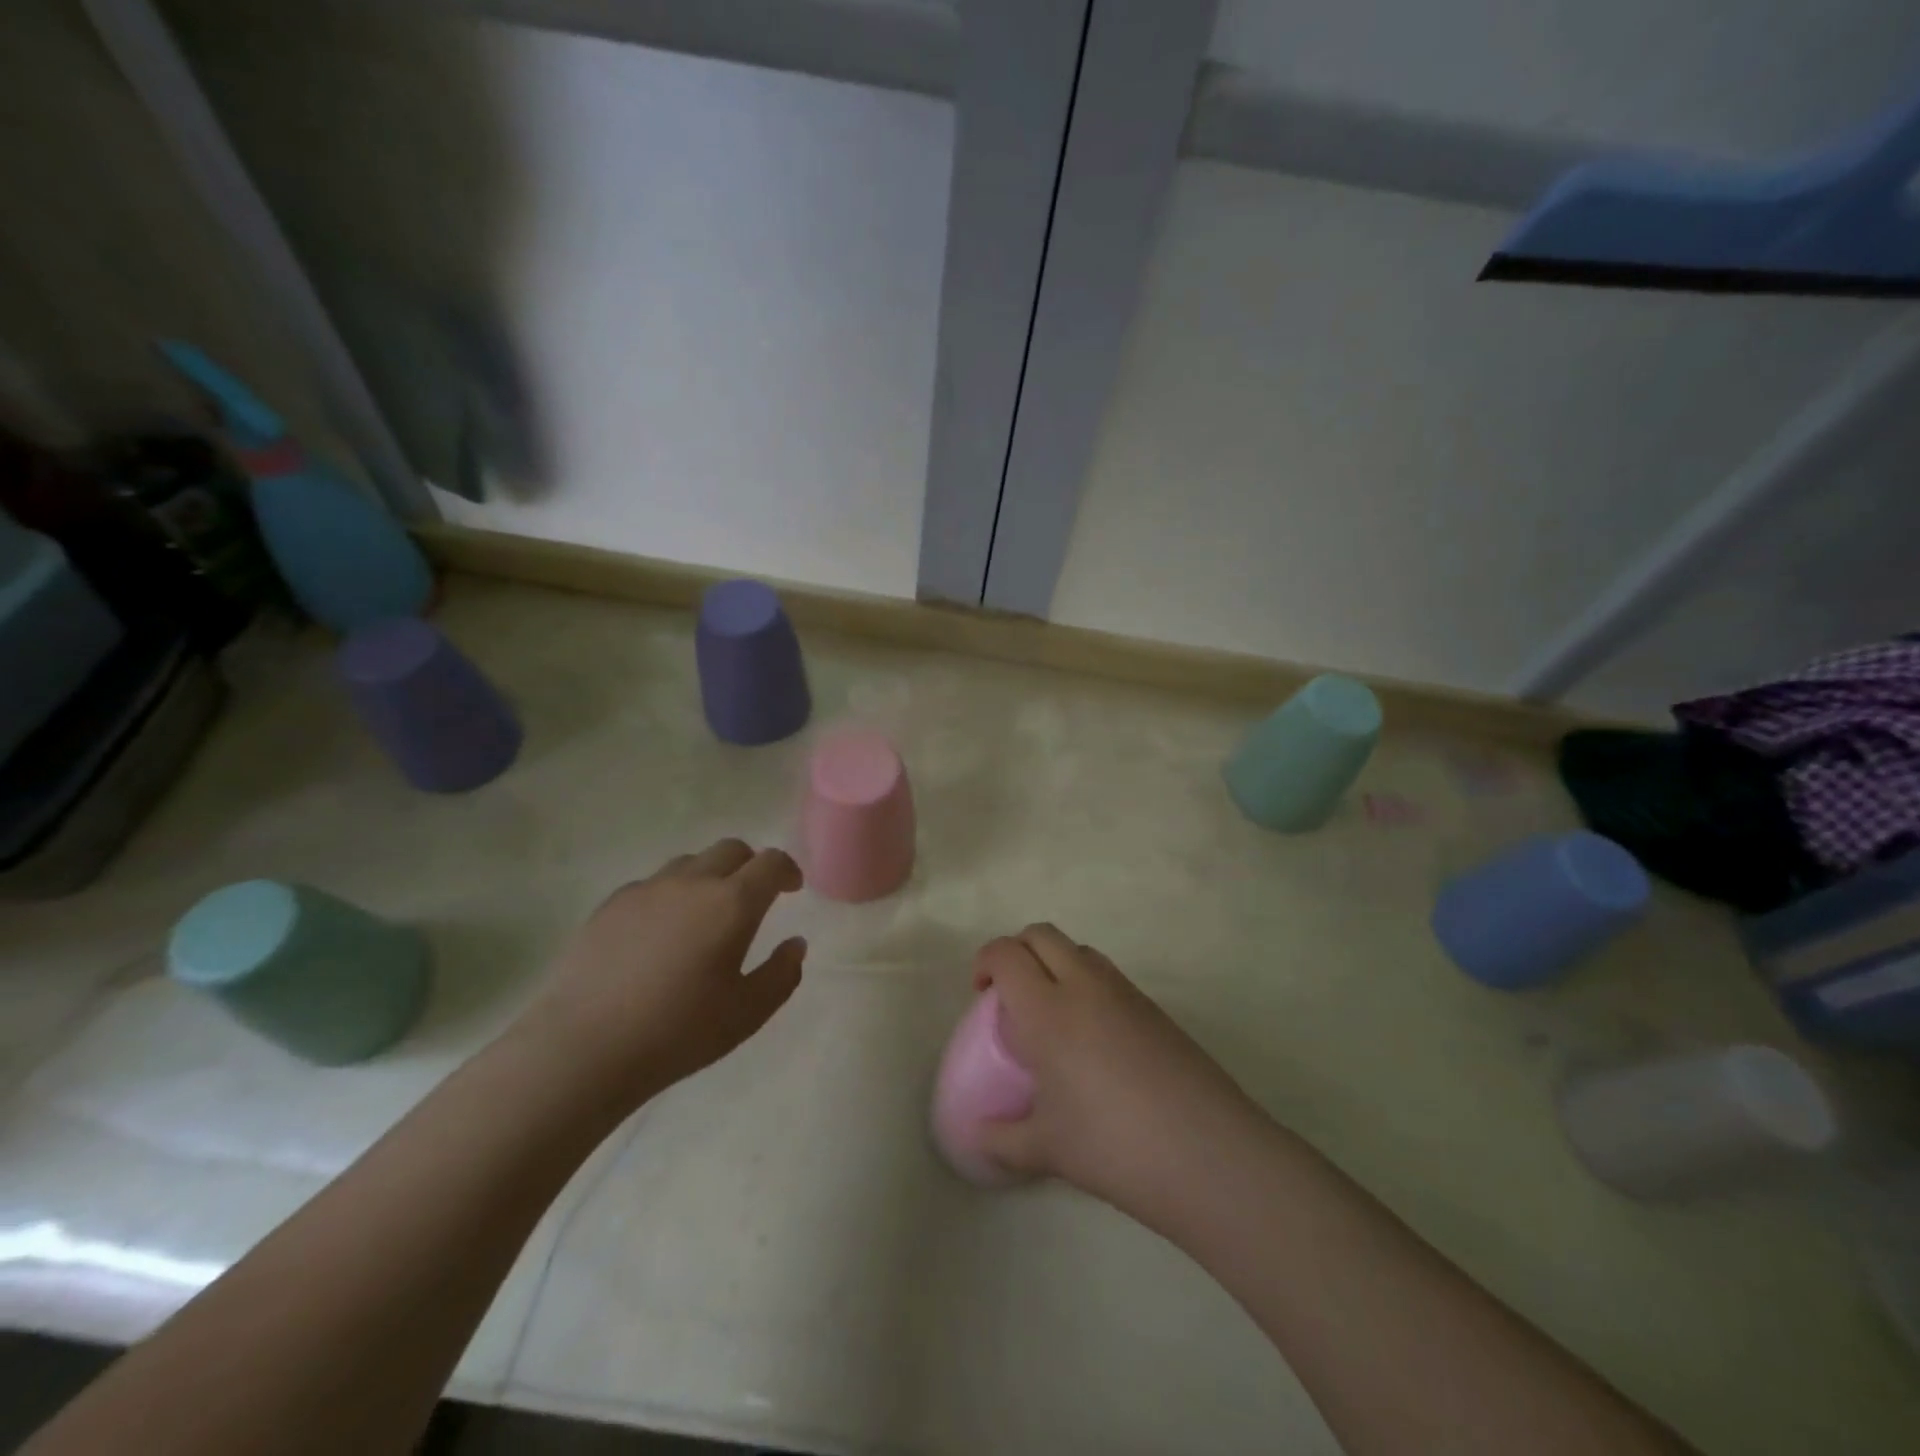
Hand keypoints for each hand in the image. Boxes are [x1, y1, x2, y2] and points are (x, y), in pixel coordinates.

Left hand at [524, 839, 806, 1112]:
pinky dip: (670, 895)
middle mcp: (692, 882)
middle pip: (732, 849)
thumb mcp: (747, 1014)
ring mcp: (647, 889)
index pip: (771, 862)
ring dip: (710, 877)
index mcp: (732, 903)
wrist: (582, 1048)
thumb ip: (782, 974)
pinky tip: (660, 934)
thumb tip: (795, 944)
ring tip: (705, 915)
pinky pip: (653, 884)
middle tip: (753, 899)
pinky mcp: (611, 905)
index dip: (788, 870)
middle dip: (751, 866)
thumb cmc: (677, 1033)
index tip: (792, 889)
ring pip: (690, 863)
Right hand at [973, 925, 1262, 1229]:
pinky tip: (1093, 1037)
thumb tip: (975, 1138)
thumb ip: (1002, 1140)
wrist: (1208, 1152)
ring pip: (1079, 949)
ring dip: (1055, 962)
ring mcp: (1125, 992)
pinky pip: (1110, 975)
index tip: (981, 992)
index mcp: (1048, 1010)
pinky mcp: (1155, 1008)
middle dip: (1017, 951)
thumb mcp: (1047, 1149)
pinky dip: (1088, 983)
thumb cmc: (1114, 1146)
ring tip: (1052, 1013)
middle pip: (1042, 935)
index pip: (1006, 954)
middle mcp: (1084, 986)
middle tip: (1010, 994)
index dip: (985, 961)